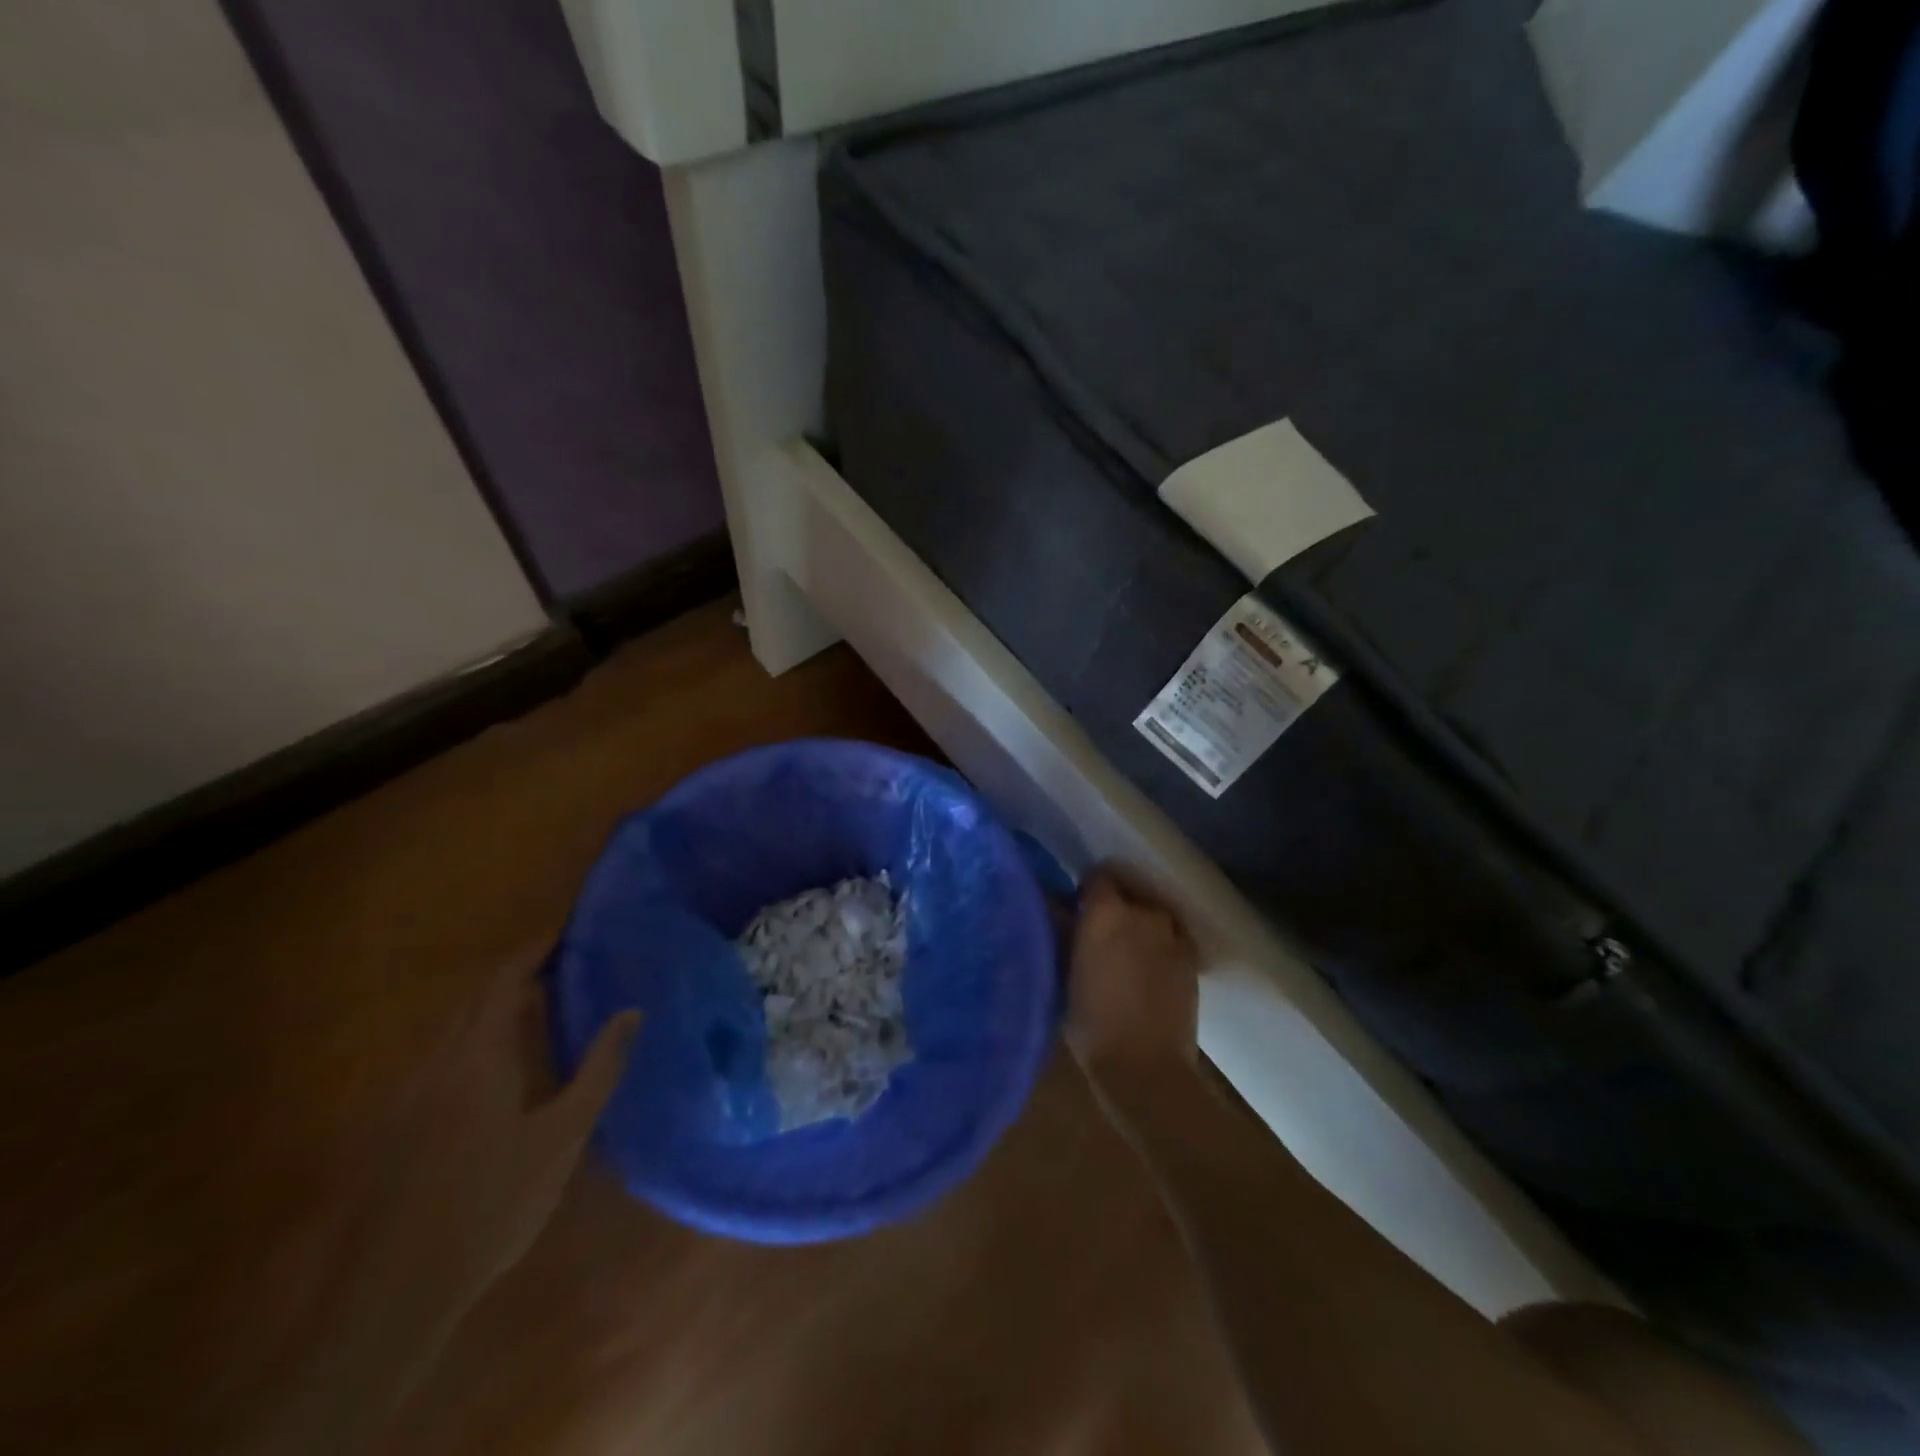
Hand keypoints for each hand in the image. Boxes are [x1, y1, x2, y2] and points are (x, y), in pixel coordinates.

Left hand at [232, 946, 639, 1455]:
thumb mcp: (564, 1134)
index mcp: (479, 1054)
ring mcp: (413, 1093)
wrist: (397, 1287)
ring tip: (544, 1009)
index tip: (570, 931)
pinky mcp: (401, 1124)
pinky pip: (445, 1059)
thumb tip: (631, 1011)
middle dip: (519, 974)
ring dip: (498, 1009)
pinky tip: (503, 1069)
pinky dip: (479, 1042)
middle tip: (567, 966)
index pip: (506, 979)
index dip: (536, 949)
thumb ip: (599, 1067)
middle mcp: (440, 1061)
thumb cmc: (494, 1200)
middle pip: (477, 998)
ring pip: (457, 1030)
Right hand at [1064, 867, 1200, 1094]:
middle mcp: (1143, 913)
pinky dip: (1161, 945)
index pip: (1098, 877)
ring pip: (1152, 916)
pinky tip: (1151, 970)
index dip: (1087, 891)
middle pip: (1128, 894)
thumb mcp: (1064, 974)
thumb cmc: (1091, 1023)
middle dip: (1114, 908)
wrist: (1144, 1067)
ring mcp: (1172, 934)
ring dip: (1139, 926)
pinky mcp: (1192, 958)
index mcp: (1106, 912)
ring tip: (1128, 954)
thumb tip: (1065, 913)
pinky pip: (1172, 937)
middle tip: (1100, 935)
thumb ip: (1067, 934)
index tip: (1078, 909)